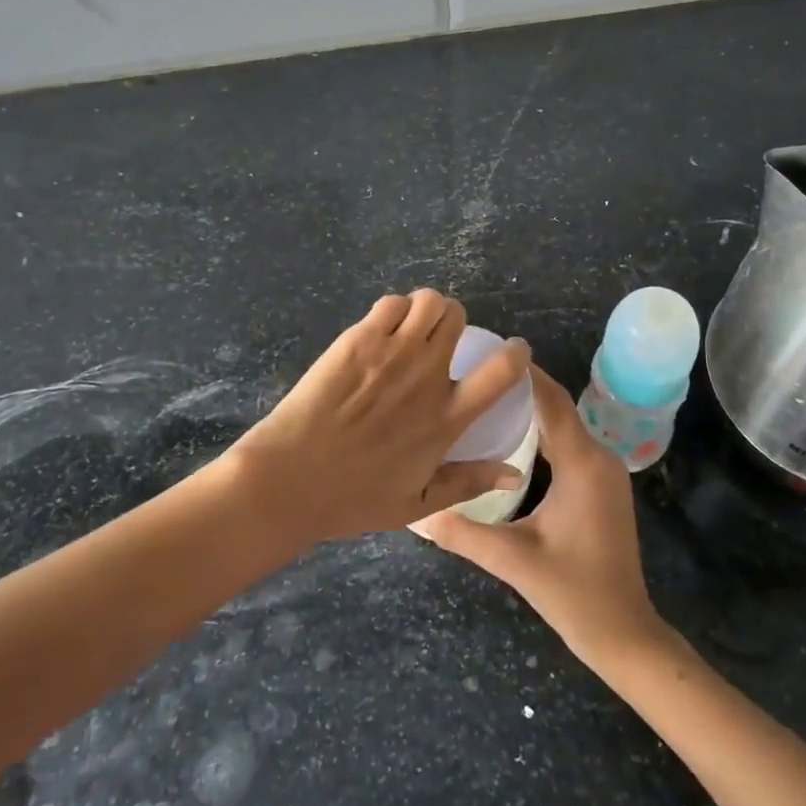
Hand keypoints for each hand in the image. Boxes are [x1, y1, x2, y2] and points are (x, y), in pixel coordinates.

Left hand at [229, 290, 530, 541]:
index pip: (500, 373)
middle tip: (437, 337)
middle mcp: (427, 376)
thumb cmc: (352, 498)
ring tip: (411, 327)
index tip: (515, 350)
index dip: (515, 354)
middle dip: (453, 321)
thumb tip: (515, 472)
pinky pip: (390, 303)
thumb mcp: (417, 504)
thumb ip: (467, 482)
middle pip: (457, 318)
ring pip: (428, 301)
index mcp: (446, 418)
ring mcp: (393, 352)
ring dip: (425, 309)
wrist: (290, 479)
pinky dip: (393, 310)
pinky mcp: (359, 339)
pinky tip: (380, 330)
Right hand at [413, 365, 666, 665]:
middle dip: (519, 386)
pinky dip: (542, 430)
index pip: (551, 401)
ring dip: (530, 408)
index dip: (522, 374)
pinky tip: (510, 436)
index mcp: (582, 463)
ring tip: (485, 397)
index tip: (487, 350)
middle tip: (474, 373)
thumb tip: (414, 513)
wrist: (623, 632)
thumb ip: (462, 532)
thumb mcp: (513, 560)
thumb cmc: (573, 593)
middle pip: (557, 406)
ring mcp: (604, 470)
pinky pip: (569, 443)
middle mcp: (598, 456)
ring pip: (564, 424)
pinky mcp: (601, 484)